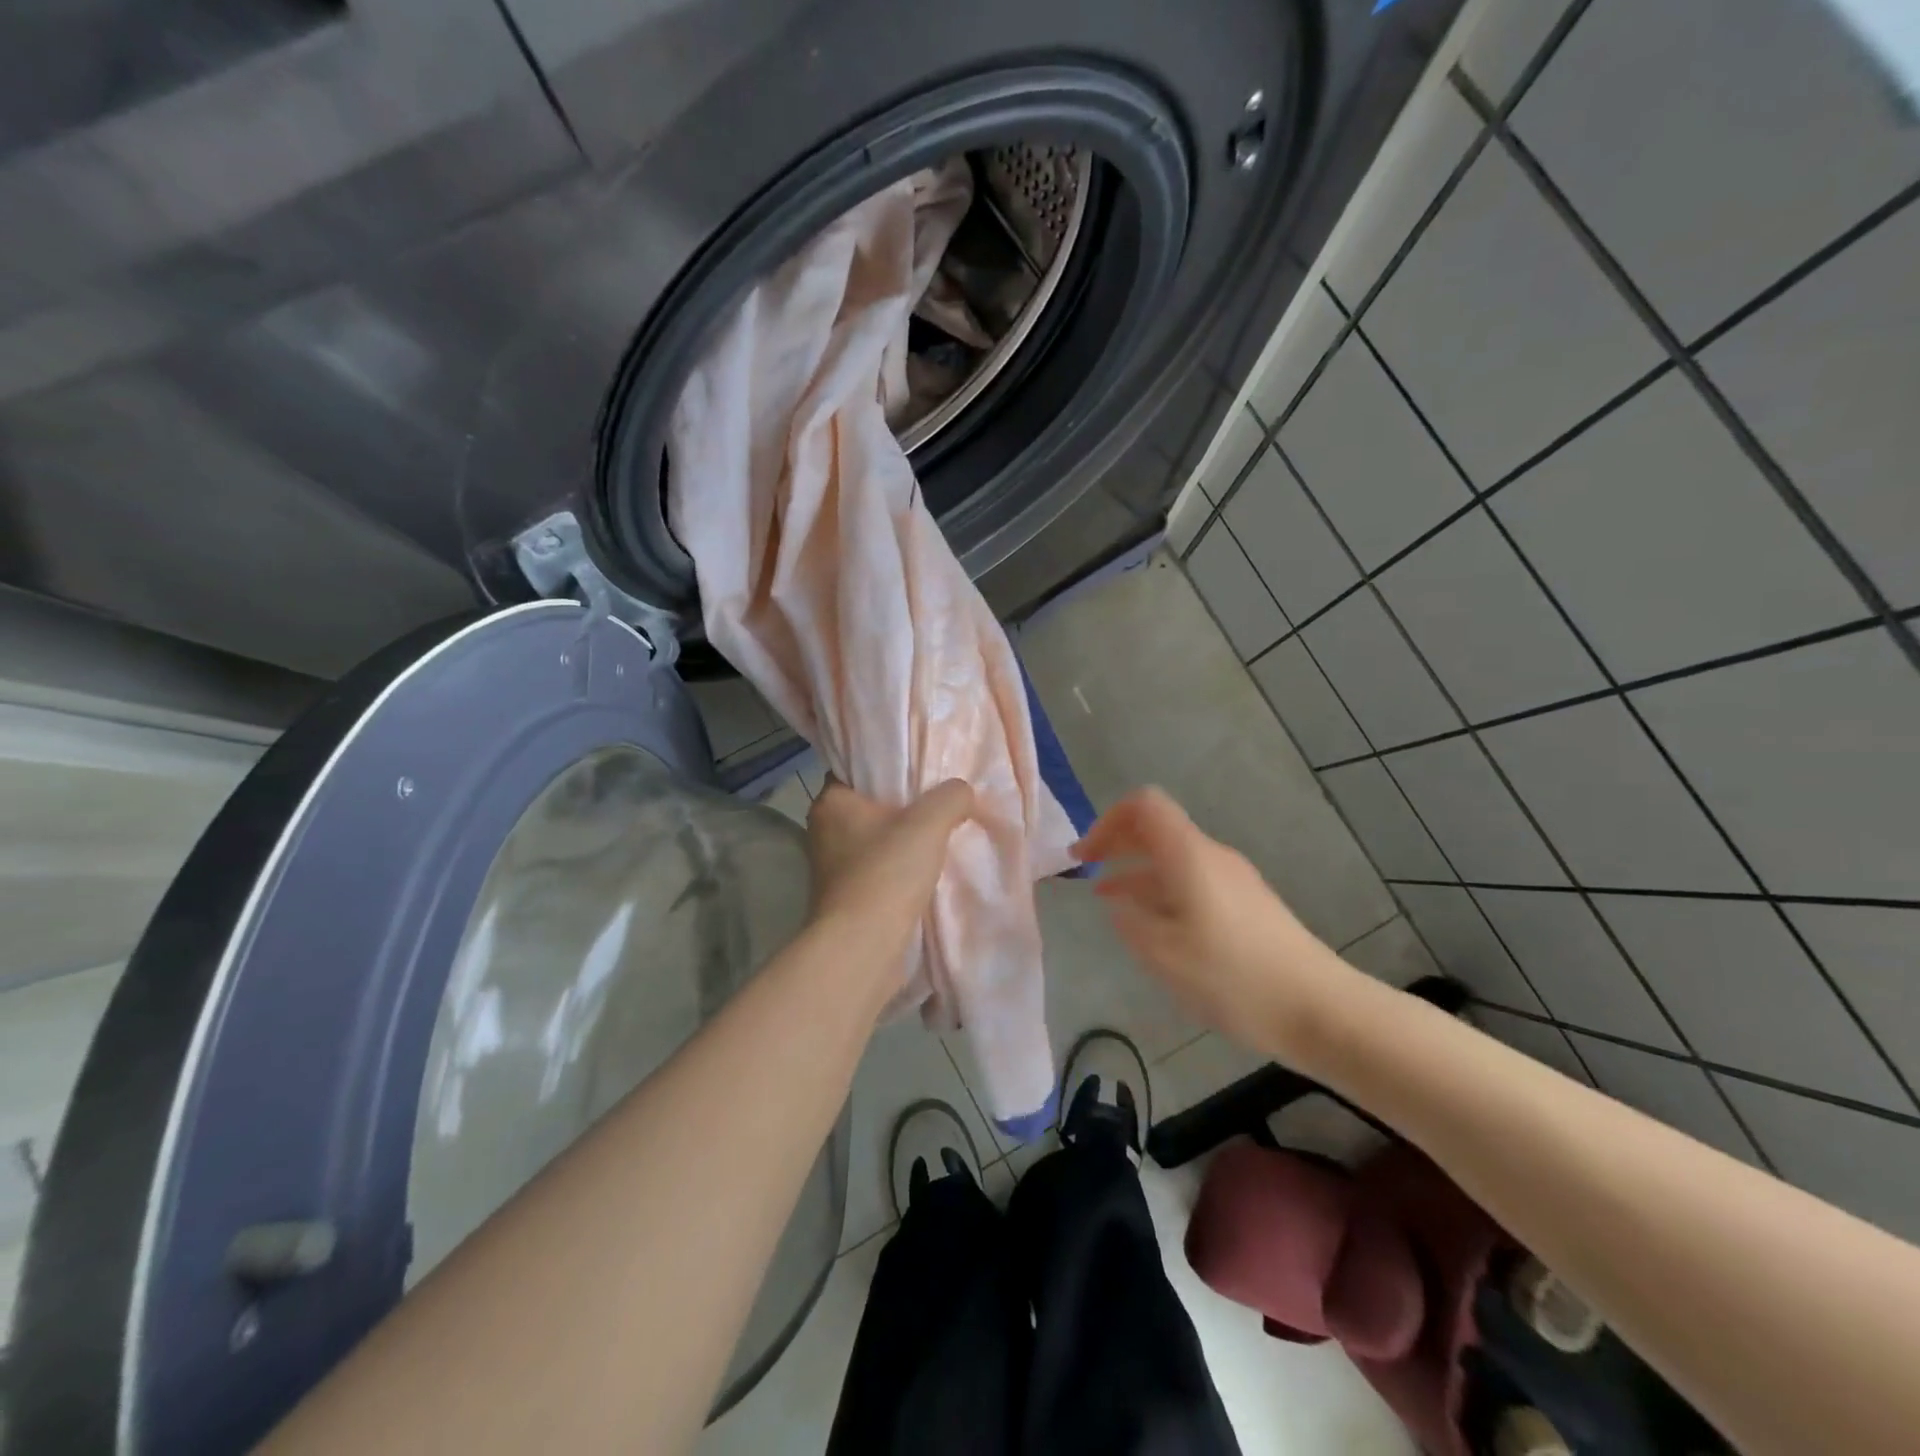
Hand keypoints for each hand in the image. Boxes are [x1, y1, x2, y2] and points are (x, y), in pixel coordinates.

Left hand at [804, 776, 974, 992]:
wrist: (863, 947)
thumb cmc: (887, 873)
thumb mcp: (929, 822)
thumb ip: (951, 797)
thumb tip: (961, 792)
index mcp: (831, 802)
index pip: (855, 770)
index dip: (886, 767)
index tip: (918, 768)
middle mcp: (824, 831)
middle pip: (867, 807)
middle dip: (899, 806)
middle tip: (937, 802)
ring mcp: (831, 868)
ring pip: (873, 841)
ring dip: (899, 842)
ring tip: (938, 836)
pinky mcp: (844, 899)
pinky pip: (876, 872)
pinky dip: (897, 871)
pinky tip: (926, 872)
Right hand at [1074, 787, 1345, 1051]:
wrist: (1319, 1008)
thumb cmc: (1233, 977)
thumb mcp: (1163, 953)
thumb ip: (1129, 920)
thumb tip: (1116, 902)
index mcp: (1189, 855)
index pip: (1144, 805)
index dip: (1107, 821)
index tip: (1085, 857)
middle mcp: (1212, 856)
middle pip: (1158, 828)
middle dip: (1117, 843)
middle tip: (1084, 868)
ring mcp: (1233, 880)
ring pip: (1173, 859)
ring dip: (1136, 871)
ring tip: (1107, 899)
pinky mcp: (1246, 905)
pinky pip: (1192, 882)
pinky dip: (1161, 891)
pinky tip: (1151, 924)